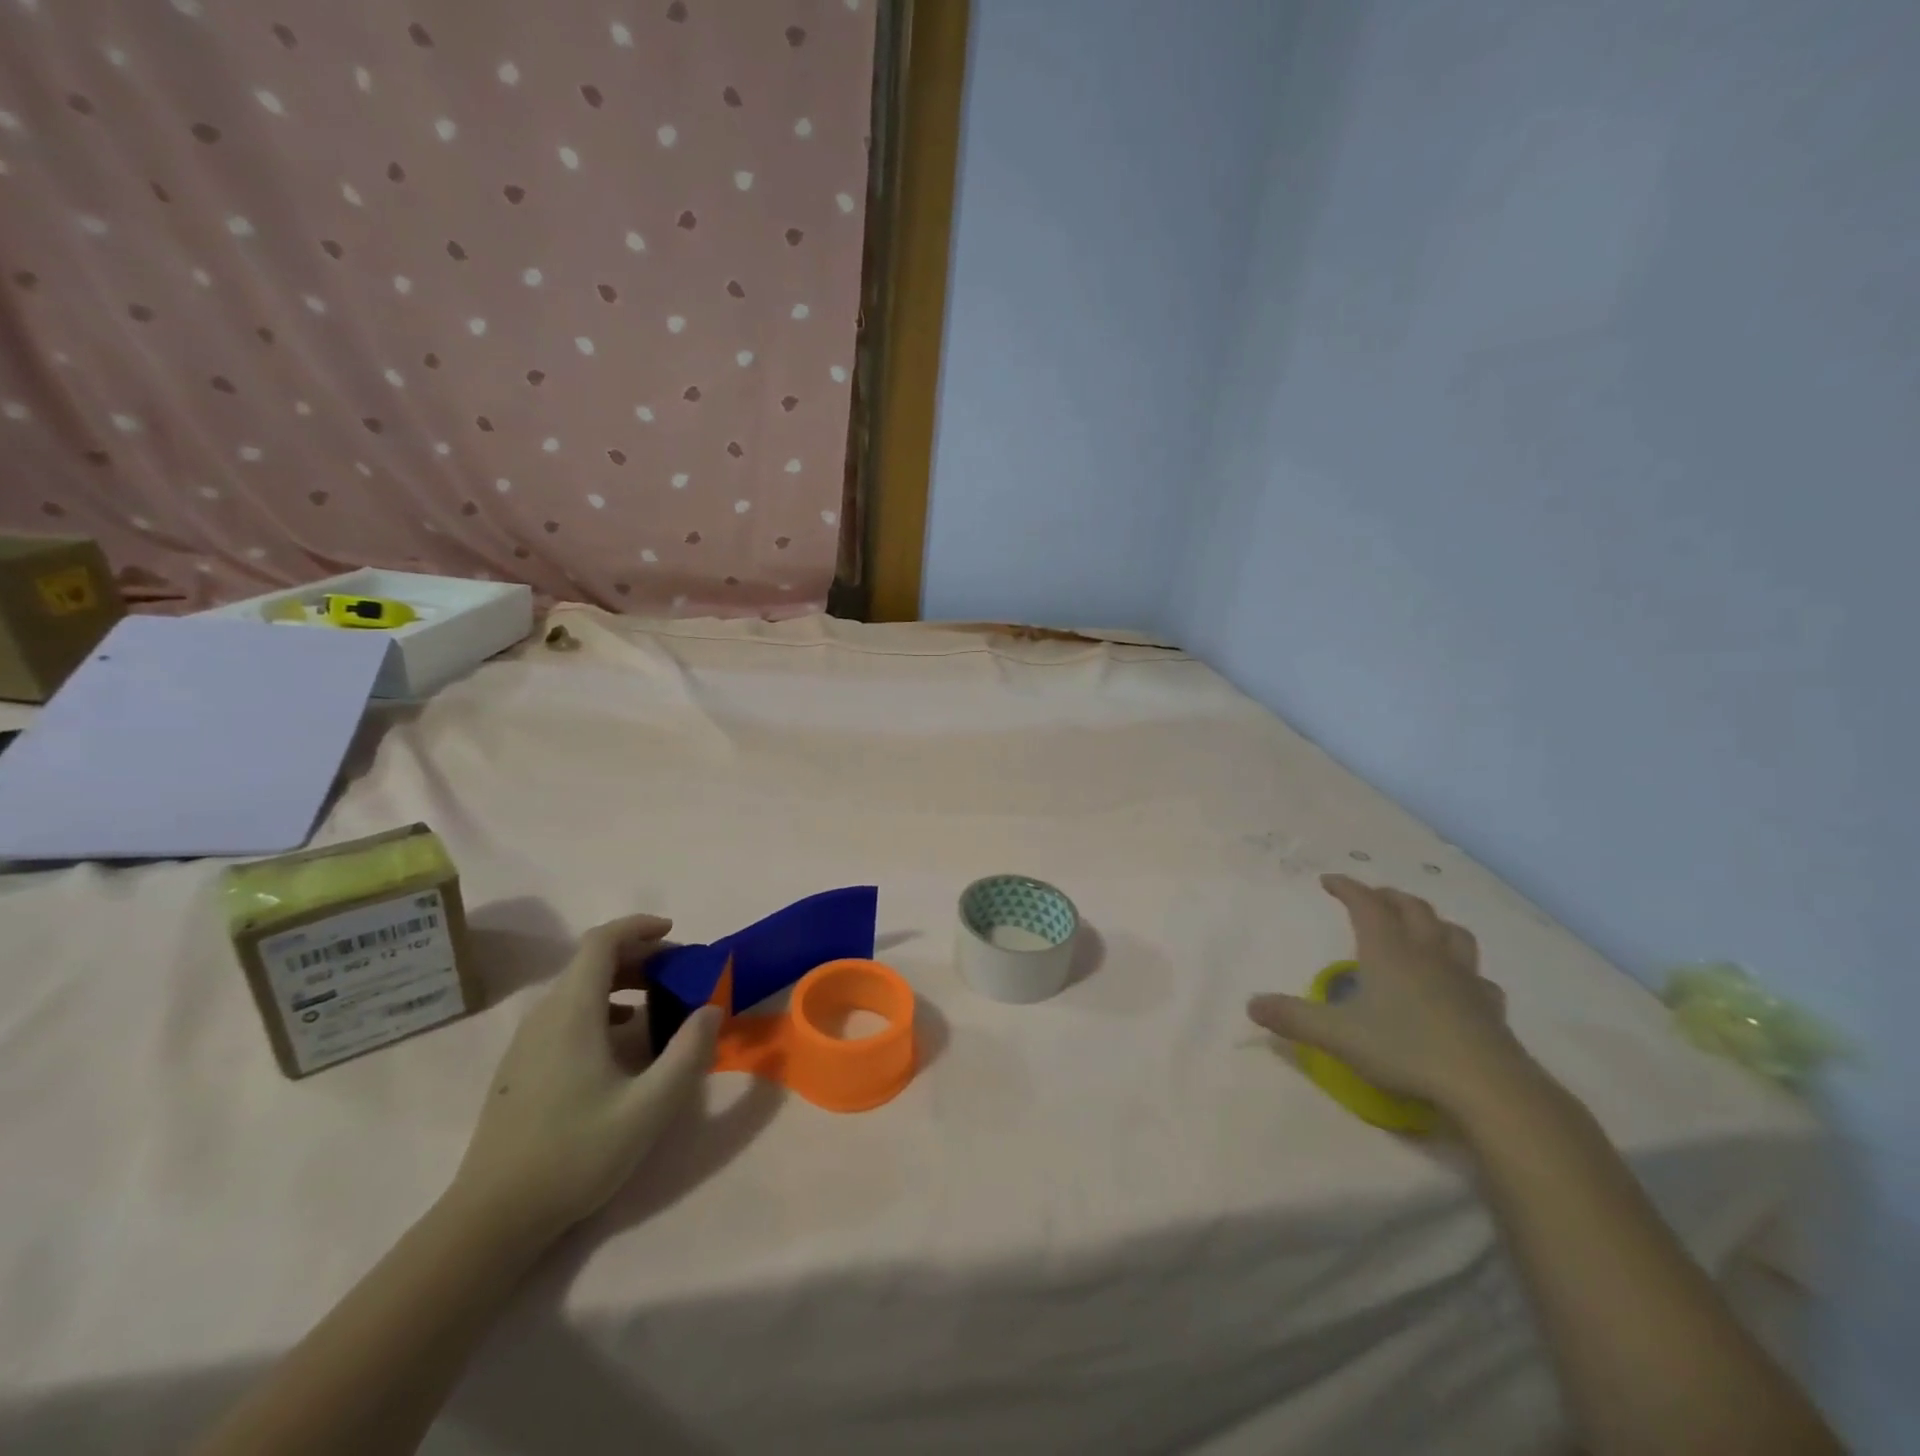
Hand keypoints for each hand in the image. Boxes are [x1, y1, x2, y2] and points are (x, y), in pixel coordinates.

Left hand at [449, 913, 720, 1240]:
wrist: (492, 1219)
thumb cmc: (575, 1154)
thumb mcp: (649, 1107)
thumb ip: (688, 1053)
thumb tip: (711, 1009)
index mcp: (572, 1013)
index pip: (601, 942)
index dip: (638, 927)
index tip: (673, 933)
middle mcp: (545, 1016)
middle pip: (591, 962)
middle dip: (639, 956)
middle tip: (679, 974)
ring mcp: (527, 1042)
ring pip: (577, 988)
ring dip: (621, 982)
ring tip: (658, 1004)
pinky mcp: (521, 1066)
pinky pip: (566, 1014)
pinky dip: (602, 1007)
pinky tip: (622, 1043)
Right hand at [1247, 875, 1534, 1114]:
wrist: (1487, 1087)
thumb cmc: (1405, 1049)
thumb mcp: (1337, 1035)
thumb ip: (1293, 1018)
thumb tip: (1251, 1004)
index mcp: (1388, 950)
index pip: (1366, 904)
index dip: (1347, 887)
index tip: (1329, 880)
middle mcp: (1427, 954)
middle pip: (1412, 909)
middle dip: (1389, 897)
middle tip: (1371, 898)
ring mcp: (1464, 979)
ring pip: (1452, 933)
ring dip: (1432, 922)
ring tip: (1419, 927)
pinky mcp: (1490, 1007)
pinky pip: (1478, 976)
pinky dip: (1464, 969)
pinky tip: (1459, 983)